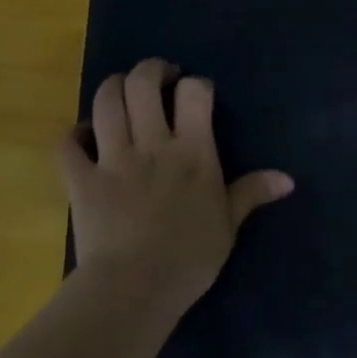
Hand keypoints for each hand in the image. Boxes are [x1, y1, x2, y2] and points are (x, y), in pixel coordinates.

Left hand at [60, 58, 293, 316]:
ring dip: (112, 88)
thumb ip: (251, 193)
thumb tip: (287, 178)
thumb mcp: (229, 226)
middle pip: (142, 83)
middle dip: (150, 70)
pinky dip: (74, 134)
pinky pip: (68, 144)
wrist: (136, 287)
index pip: (194, 94)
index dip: (196, 84)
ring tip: (121, 93)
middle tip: (158, 78)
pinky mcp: (81, 179)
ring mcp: (112, 159)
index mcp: (193, 153)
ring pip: (105, 102)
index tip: (197, 92)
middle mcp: (152, 144)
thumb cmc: (190, 259)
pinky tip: (83, 136)